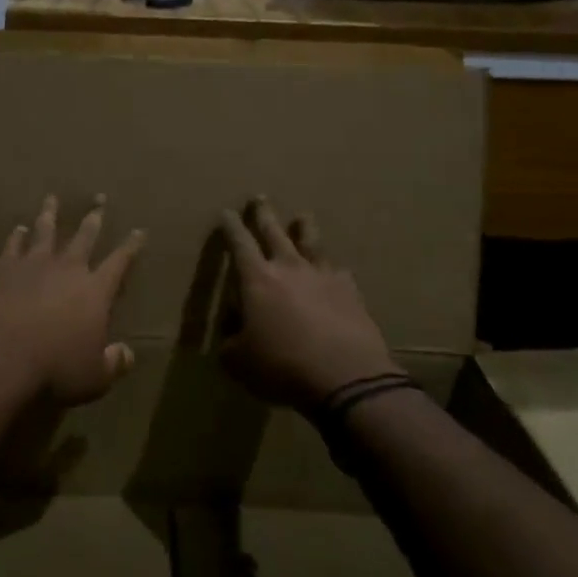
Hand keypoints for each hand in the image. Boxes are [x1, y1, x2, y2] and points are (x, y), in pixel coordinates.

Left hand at [0, 195, 144, 405]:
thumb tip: (127, 354)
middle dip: (94, 218)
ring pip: (45, 231)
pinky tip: (18, 228)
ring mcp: (34, 264)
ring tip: (52, 199)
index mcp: (96, 290)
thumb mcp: (95, 377)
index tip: (139, 230)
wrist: (3, 357)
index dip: (131, 246)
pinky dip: (16, 236)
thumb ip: (114, 363)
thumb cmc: (56, 369)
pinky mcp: (5, 269)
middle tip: (99, 200)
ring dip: (50, 214)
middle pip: (84, 236)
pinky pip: (13, 246)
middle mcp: (68, 269)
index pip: (120, 261)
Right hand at [217, 198, 398, 410]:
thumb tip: (232, 336)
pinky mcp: (350, 292)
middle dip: (264, 214)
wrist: (346, 378)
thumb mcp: (240, 361)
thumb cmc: (282, 366)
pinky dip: (332, 268)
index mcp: (257, 279)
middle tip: (260, 198)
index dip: (231, 226)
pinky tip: (336, 269)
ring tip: (303, 217)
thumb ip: (231, 343)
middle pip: (274, 231)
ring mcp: (323, 276)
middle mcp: (289, 267)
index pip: (239, 243)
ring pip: (311, 242)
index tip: (227, 212)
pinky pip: (338, 271)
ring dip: (304, 228)